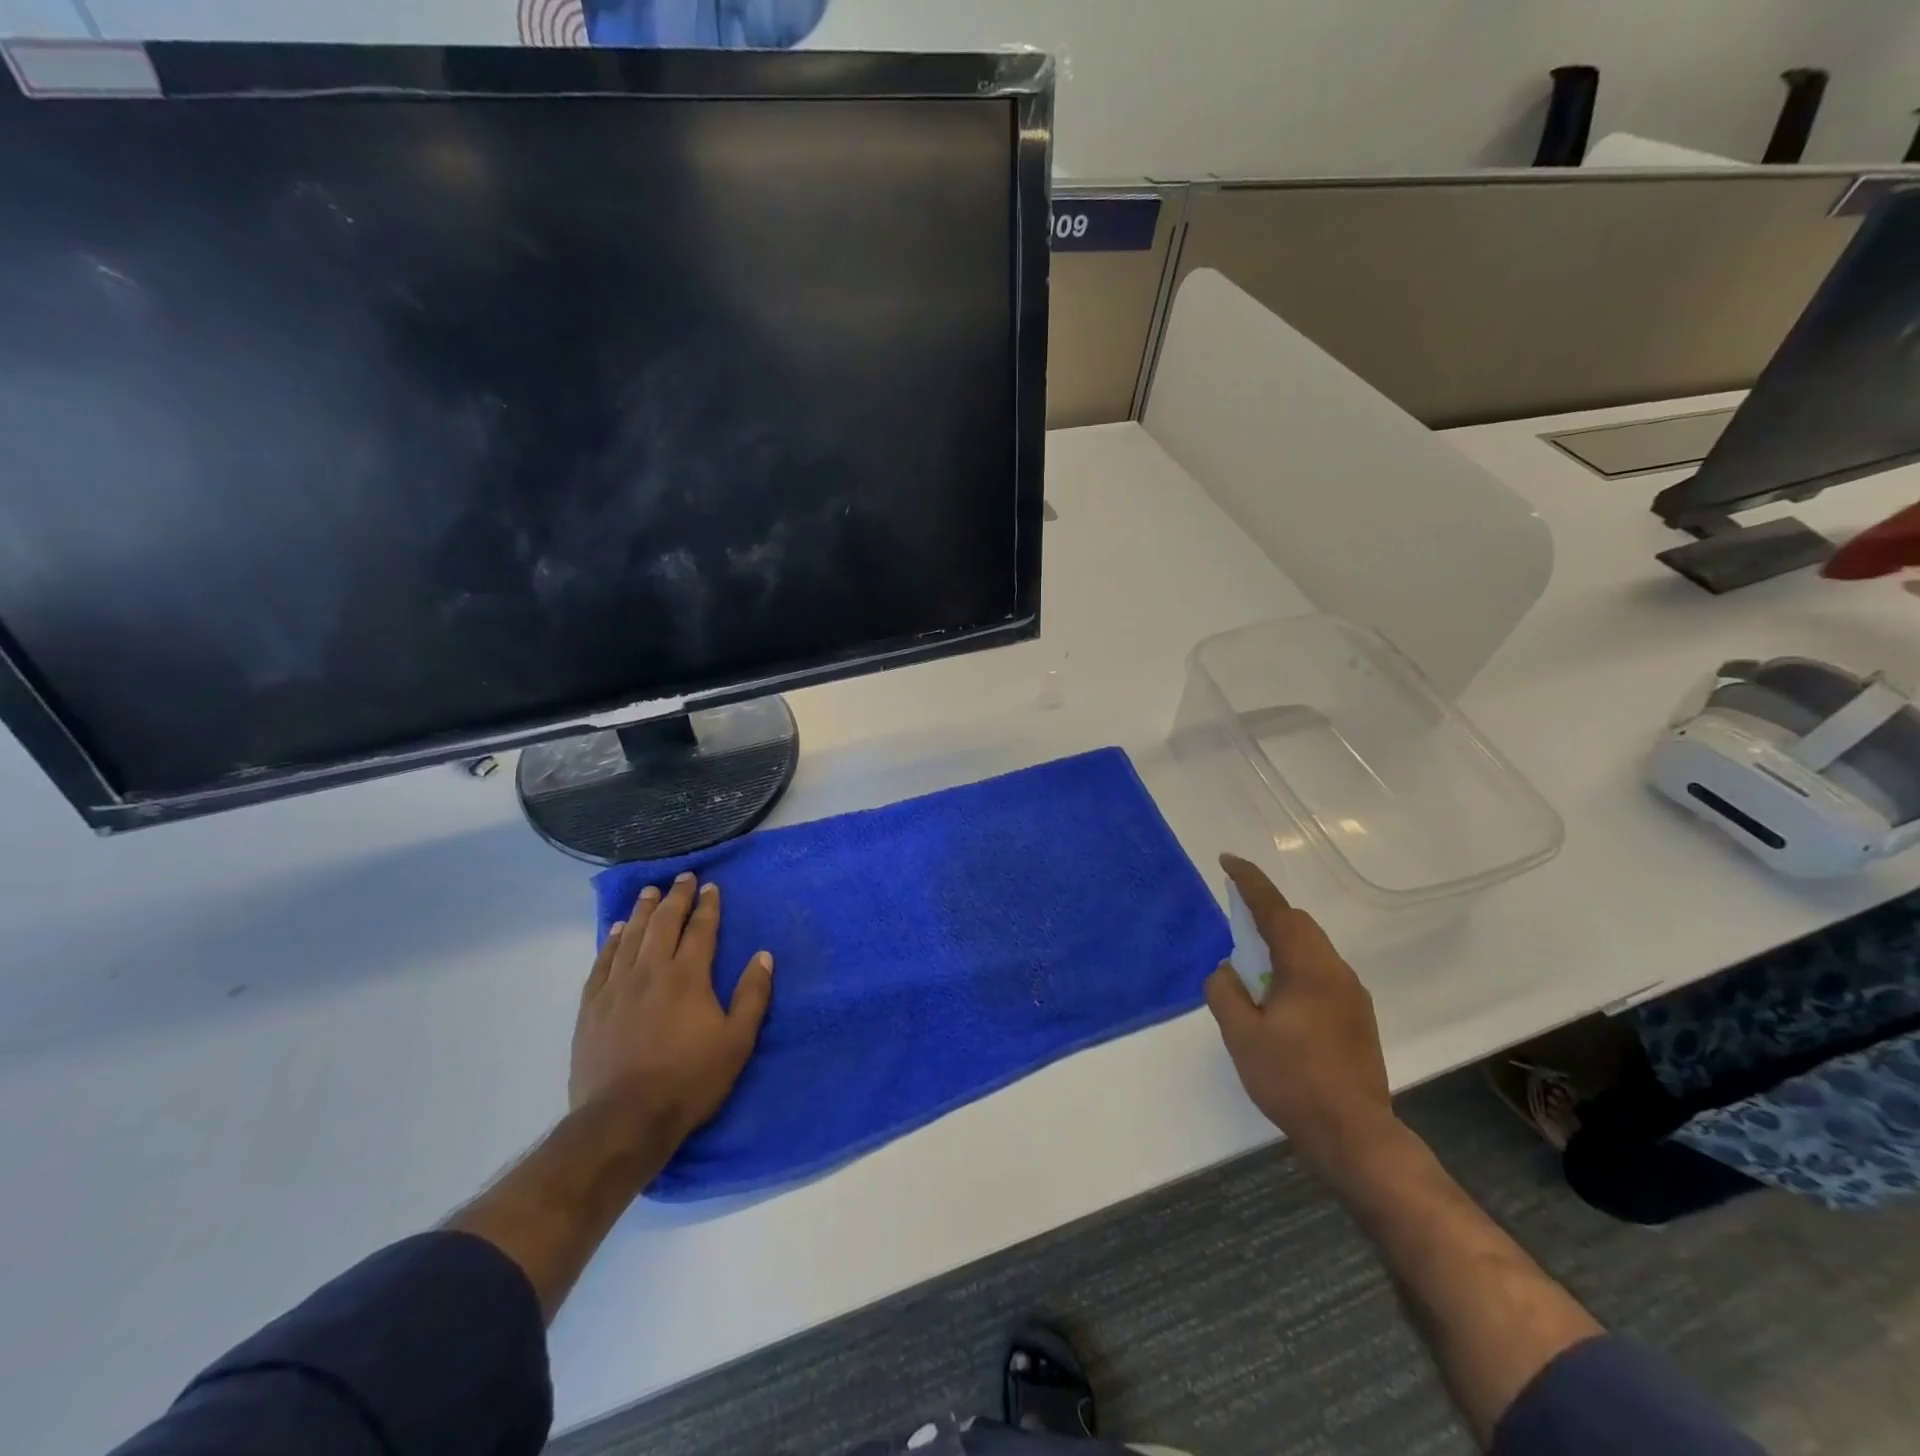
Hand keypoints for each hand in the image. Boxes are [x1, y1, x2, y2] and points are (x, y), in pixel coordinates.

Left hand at [570, 871, 773, 1151]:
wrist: (624, 1119)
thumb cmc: (689, 1080)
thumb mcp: (737, 1041)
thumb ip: (753, 995)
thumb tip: (763, 956)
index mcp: (688, 976)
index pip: (700, 929)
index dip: (707, 906)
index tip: (710, 887)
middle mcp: (651, 971)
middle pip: (664, 923)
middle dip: (676, 897)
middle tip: (682, 878)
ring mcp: (617, 986)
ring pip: (632, 936)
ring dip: (643, 910)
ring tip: (649, 891)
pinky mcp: (592, 1006)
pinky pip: (603, 962)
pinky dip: (612, 941)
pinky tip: (617, 930)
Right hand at [1204, 854, 1398, 1178]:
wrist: (1354, 1135)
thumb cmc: (1292, 1080)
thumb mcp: (1241, 1035)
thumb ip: (1225, 992)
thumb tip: (1228, 971)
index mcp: (1307, 968)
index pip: (1275, 910)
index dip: (1249, 882)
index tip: (1227, 861)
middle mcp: (1336, 971)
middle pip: (1298, 924)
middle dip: (1265, 914)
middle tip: (1234, 924)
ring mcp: (1352, 995)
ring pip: (1312, 948)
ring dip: (1280, 943)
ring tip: (1252, 968)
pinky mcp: (1357, 1017)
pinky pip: (1321, 972)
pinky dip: (1295, 967)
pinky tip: (1279, 1000)